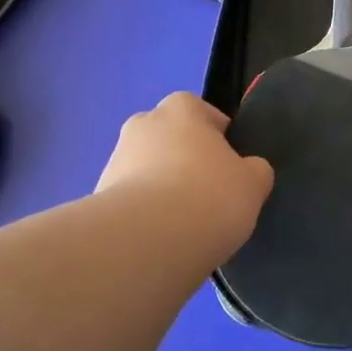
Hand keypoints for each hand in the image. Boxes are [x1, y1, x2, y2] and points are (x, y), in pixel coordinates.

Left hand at [96, 93, 273, 257]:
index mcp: (181, 108)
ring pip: (148, 171)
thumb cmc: (209, 197)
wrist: (146, 241)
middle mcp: (143, 124)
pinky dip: (145, 216)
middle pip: (172, 140)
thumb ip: (254, 170)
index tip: (230, 169)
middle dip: (186, 163)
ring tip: (184, 227)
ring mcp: (115, 159)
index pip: (204, 114)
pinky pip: (131, 202)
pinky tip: (161, 242)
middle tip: (208, 197)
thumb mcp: (253, 183)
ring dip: (162, 190)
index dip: (220, 140)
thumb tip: (248, 171)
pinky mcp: (97, 197)